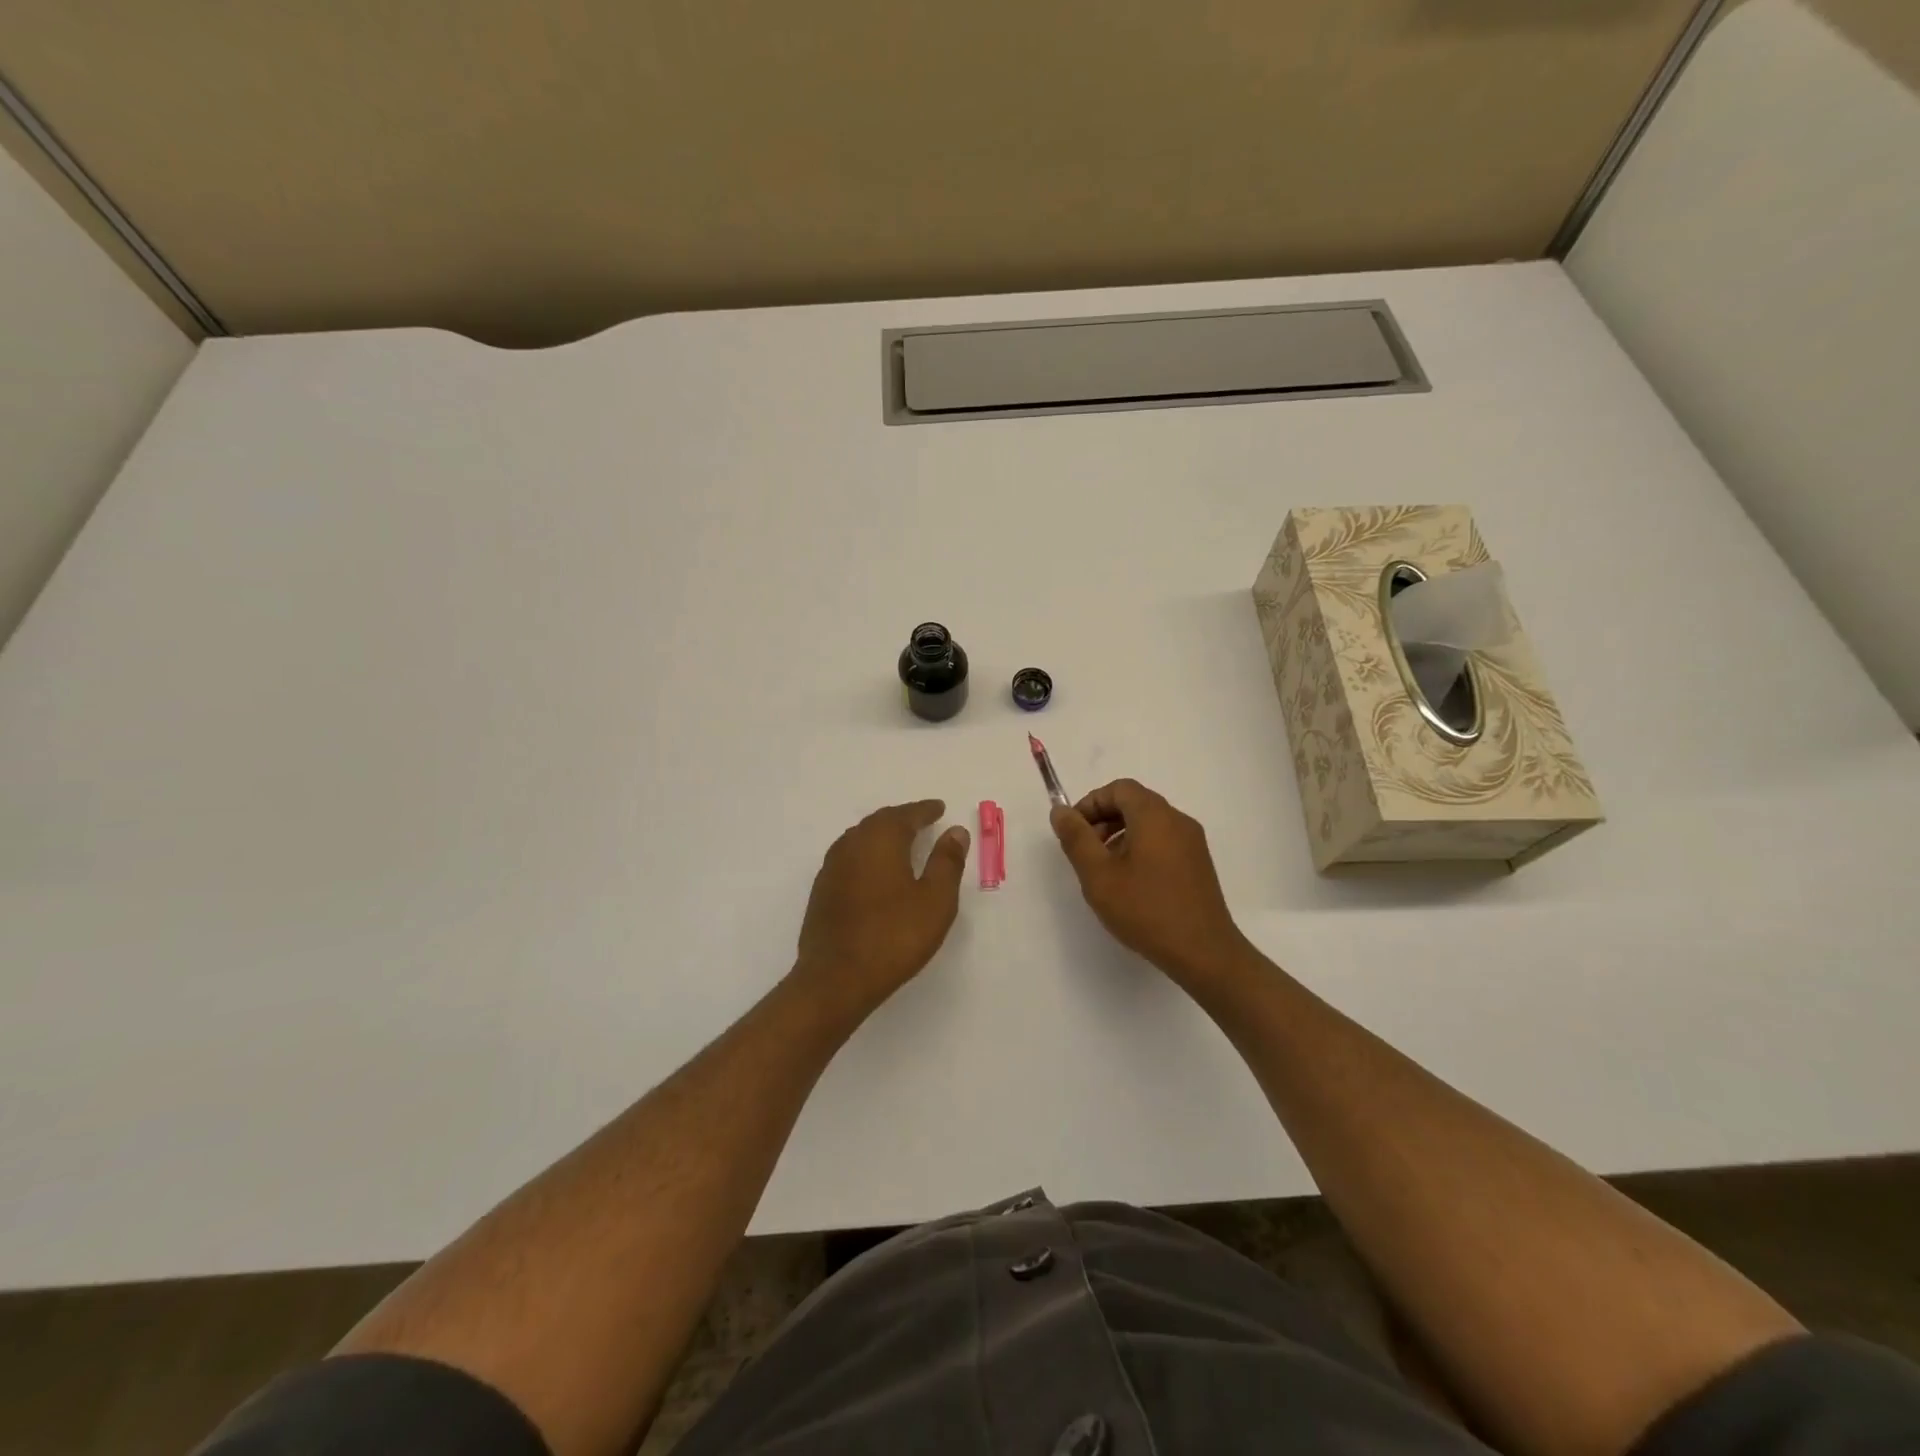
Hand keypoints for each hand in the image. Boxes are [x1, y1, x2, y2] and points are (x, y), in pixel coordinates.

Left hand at [794, 800, 969, 1014]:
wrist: (835, 979)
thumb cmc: (894, 936)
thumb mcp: (935, 900)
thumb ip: (947, 862)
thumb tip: (955, 831)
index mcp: (881, 840)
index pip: (906, 815)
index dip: (925, 811)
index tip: (940, 808)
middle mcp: (852, 844)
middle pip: (879, 821)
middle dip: (902, 818)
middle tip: (922, 820)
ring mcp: (832, 868)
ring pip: (860, 838)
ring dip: (882, 835)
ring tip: (901, 842)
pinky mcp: (822, 891)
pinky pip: (849, 858)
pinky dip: (867, 855)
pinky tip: (874, 871)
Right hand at [1051, 779, 1247, 983]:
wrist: (1204, 952)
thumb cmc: (1146, 909)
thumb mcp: (1098, 875)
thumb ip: (1076, 838)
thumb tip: (1060, 811)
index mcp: (1155, 815)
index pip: (1119, 789)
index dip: (1091, 803)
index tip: (1074, 832)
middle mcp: (1178, 821)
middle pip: (1135, 803)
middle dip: (1103, 820)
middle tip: (1085, 853)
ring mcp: (1193, 843)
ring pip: (1149, 824)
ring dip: (1120, 836)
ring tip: (1105, 871)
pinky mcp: (1198, 864)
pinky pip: (1163, 842)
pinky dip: (1140, 849)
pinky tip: (1131, 884)